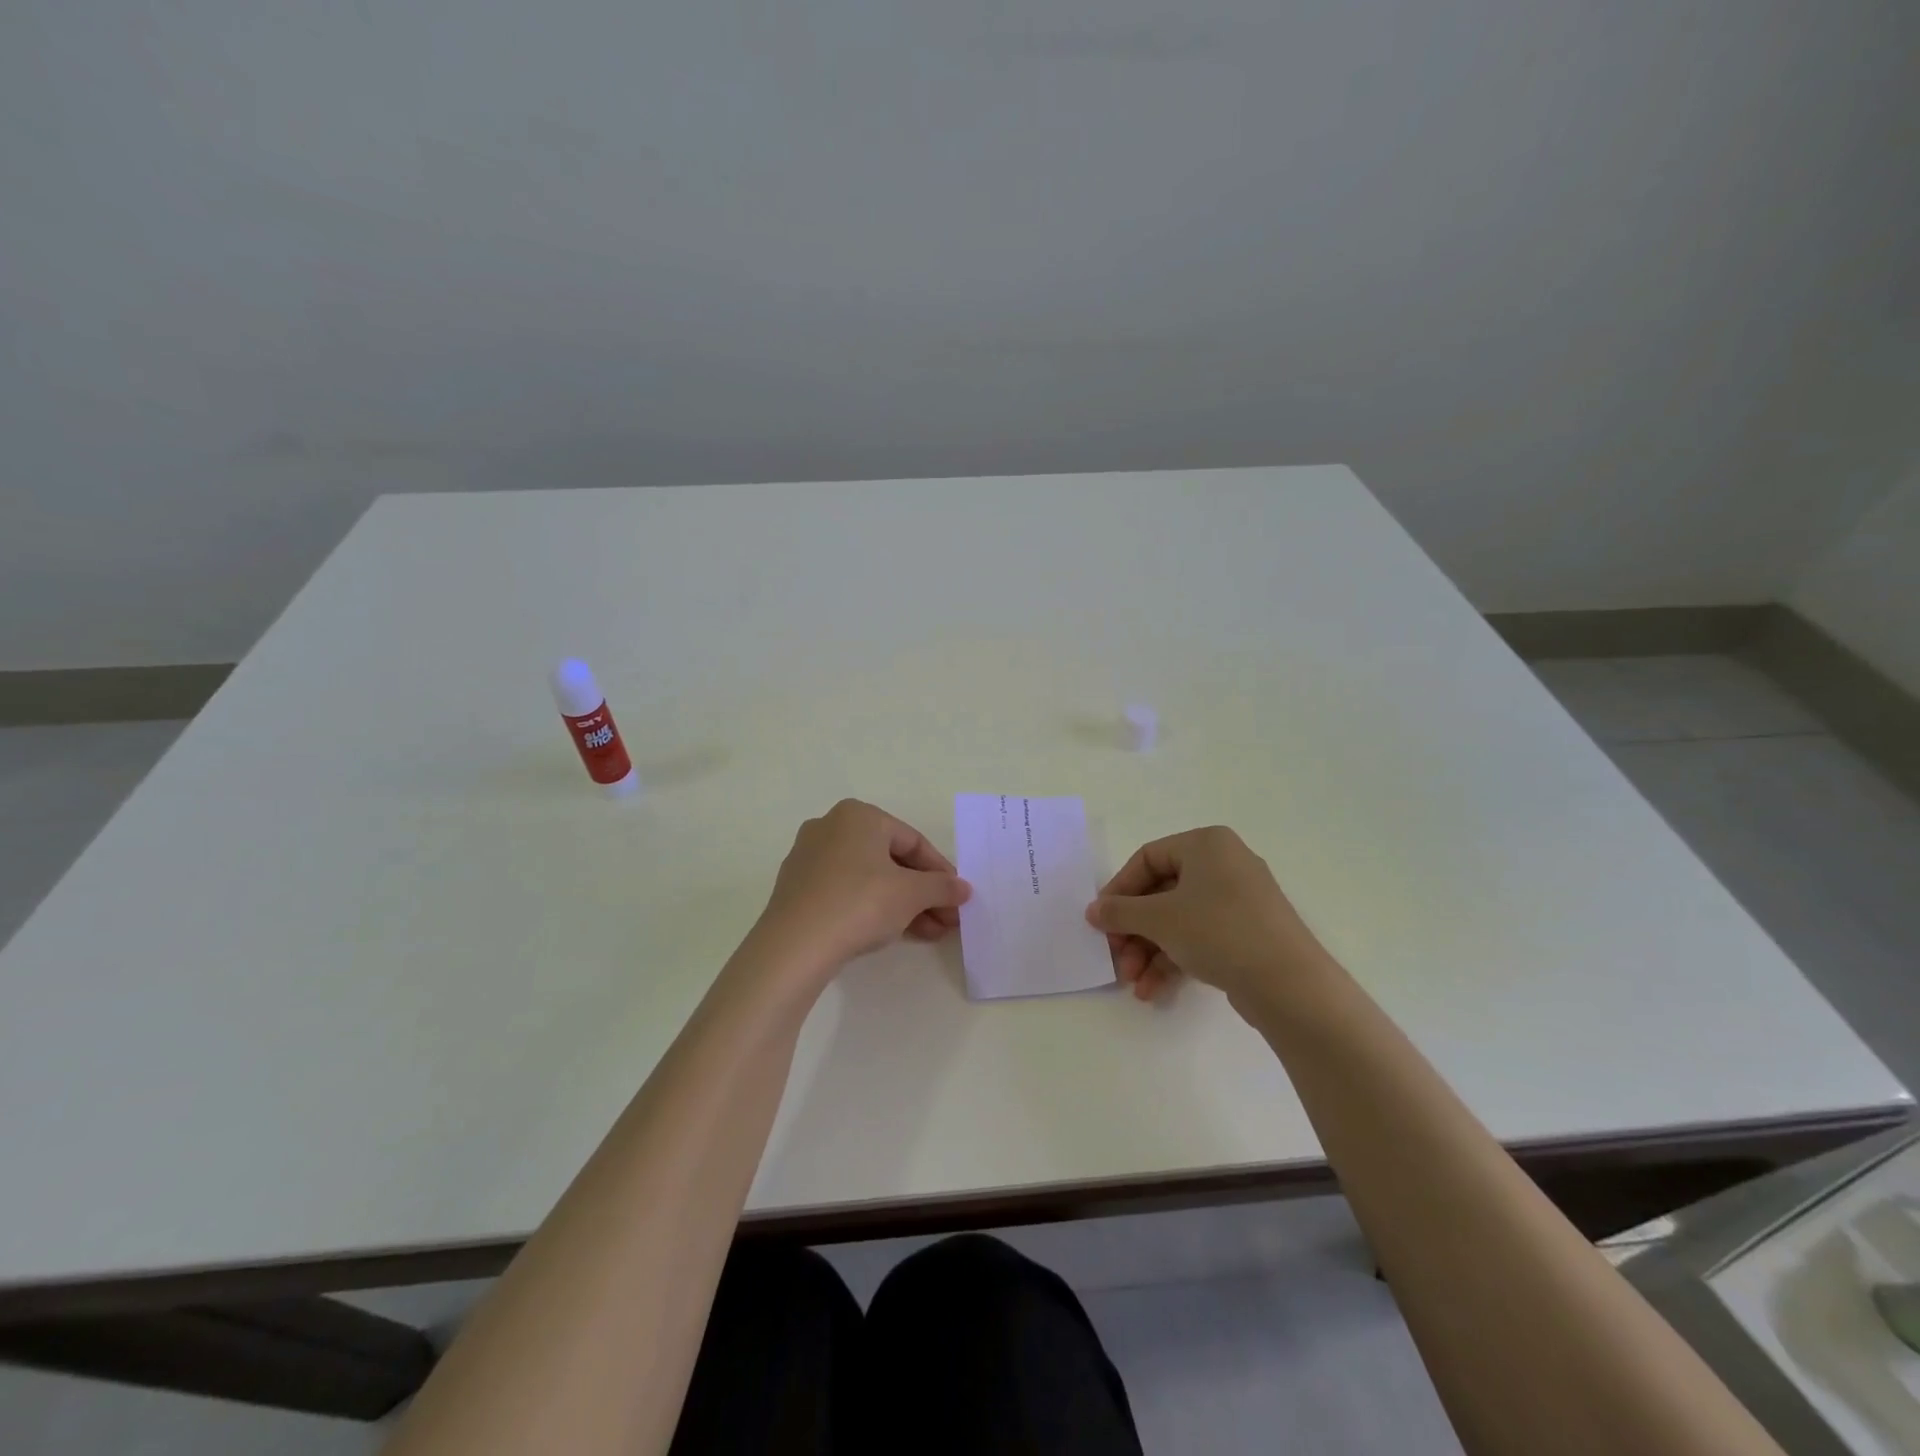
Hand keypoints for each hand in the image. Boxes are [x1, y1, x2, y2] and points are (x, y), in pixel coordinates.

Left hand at [754, 800, 970, 980]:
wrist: (795, 945)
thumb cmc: (860, 903)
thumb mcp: (911, 894)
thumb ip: (941, 887)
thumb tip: (963, 889)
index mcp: (859, 815)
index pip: (913, 841)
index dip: (940, 872)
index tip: (957, 898)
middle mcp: (831, 827)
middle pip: (891, 860)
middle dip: (923, 893)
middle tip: (946, 920)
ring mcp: (810, 858)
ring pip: (869, 878)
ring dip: (903, 904)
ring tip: (928, 934)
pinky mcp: (797, 888)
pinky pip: (846, 891)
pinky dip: (872, 908)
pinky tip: (892, 933)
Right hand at [1085, 826, 1326, 1005]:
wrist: (1290, 984)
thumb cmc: (1218, 931)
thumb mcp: (1159, 919)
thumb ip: (1120, 912)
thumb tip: (1093, 911)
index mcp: (1206, 844)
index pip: (1147, 858)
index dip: (1119, 890)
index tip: (1101, 920)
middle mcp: (1224, 864)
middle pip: (1161, 893)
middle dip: (1134, 931)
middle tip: (1116, 958)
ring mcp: (1238, 901)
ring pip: (1178, 920)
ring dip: (1149, 951)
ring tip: (1133, 983)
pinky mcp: (1247, 934)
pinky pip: (1199, 938)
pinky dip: (1174, 960)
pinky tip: (1153, 990)